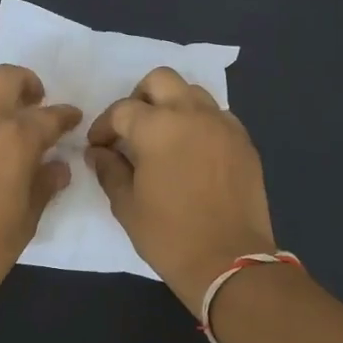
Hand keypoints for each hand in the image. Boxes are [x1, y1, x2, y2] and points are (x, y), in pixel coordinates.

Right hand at [86, 67, 277, 311]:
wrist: (230, 261)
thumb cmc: (170, 236)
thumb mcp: (127, 206)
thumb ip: (110, 170)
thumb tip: (99, 152)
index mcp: (157, 127)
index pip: (122, 110)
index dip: (104, 127)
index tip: (98, 147)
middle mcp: (192, 114)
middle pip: (161, 80)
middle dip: (139, 98)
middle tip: (131, 128)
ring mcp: (223, 124)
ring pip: (193, 92)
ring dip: (172, 105)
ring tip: (163, 136)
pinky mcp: (243, 141)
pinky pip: (217, 115)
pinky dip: (199, 122)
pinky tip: (192, 151)